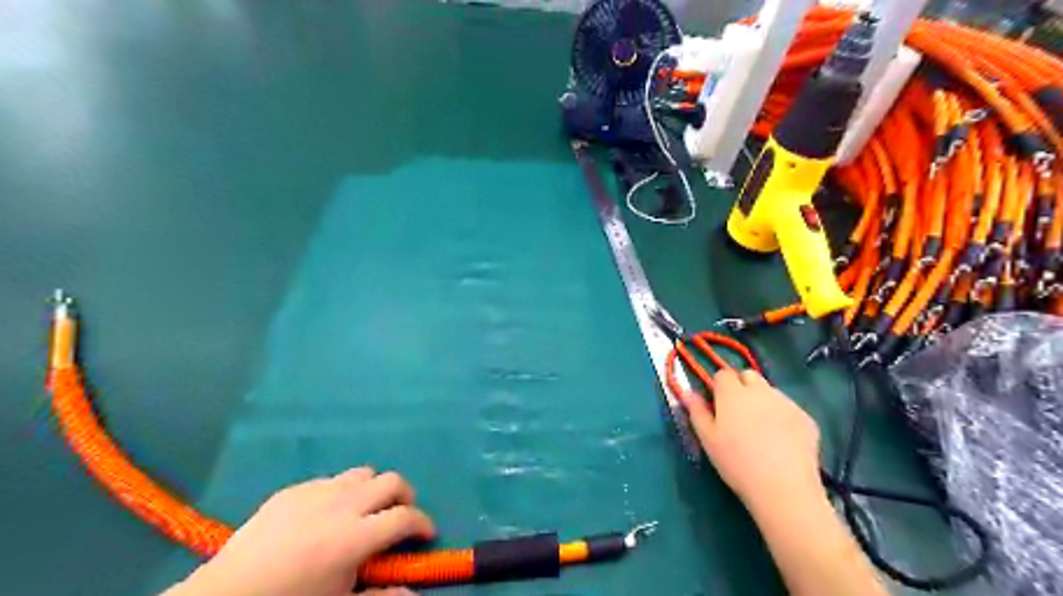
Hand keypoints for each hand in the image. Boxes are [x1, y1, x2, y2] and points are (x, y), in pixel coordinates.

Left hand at [168, 471, 430, 595]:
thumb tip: (414, 593)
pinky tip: (327, 515)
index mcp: (354, 538)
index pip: (404, 518)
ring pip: (363, 473)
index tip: (426, 534)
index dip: (423, 523)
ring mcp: (316, 492)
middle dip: (405, 496)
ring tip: (366, 511)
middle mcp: (341, 505)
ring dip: (374, 489)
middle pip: (391, 481)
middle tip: (401, 516)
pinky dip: (342, 492)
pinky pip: (331, 480)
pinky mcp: (293, 490)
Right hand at [680, 370, 819, 510]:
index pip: (723, 374)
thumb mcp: (708, 439)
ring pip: (770, 391)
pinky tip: (781, 441)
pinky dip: (782, 417)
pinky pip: (788, 408)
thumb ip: (696, 411)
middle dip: (741, 386)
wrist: (783, 488)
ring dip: (762, 401)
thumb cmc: (737, 463)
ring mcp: (786, 402)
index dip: (718, 386)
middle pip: (748, 375)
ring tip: (760, 430)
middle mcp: (760, 390)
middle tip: (737, 413)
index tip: (717, 404)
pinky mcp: (806, 418)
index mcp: (733, 393)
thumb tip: (686, 393)